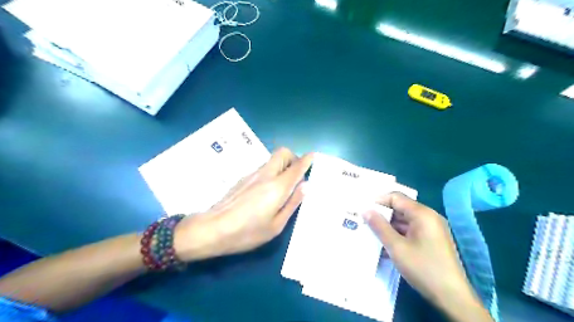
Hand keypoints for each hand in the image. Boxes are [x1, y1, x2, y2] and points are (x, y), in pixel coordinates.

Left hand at [175, 149, 312, 261]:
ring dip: (282, 166)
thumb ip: (292, 203)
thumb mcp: (276, 225)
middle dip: (293, 158)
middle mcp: (265, 175)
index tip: (313, 157)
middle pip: (282, 153)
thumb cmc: (247, 232)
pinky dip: (271, 173)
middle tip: (296, 175)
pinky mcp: (242, 179)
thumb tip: (305, 186)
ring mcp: (252, 175)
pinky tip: (266, 192)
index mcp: (277, 187)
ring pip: (272, 160)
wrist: (212, 229)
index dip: (307, 160)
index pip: (296, 166)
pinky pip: (262, 169)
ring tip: (282, 187)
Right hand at [365, 192, 489, 319]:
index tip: (363, 209)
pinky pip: (411, 231)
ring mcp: (432, 229)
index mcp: (422, 214)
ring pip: (405, 221)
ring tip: (372, 233)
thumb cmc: (423, 268)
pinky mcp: (432, 240)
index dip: (378, 201)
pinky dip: (398, 235)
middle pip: (401, 208)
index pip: (396, 197)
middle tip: (364, 221)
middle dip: (382, 215)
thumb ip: (379, 226)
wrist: (452, 297)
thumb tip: (366, 210)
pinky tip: (386, 245)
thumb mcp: (396, 247)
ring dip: (389, 226)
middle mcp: (429, 217)